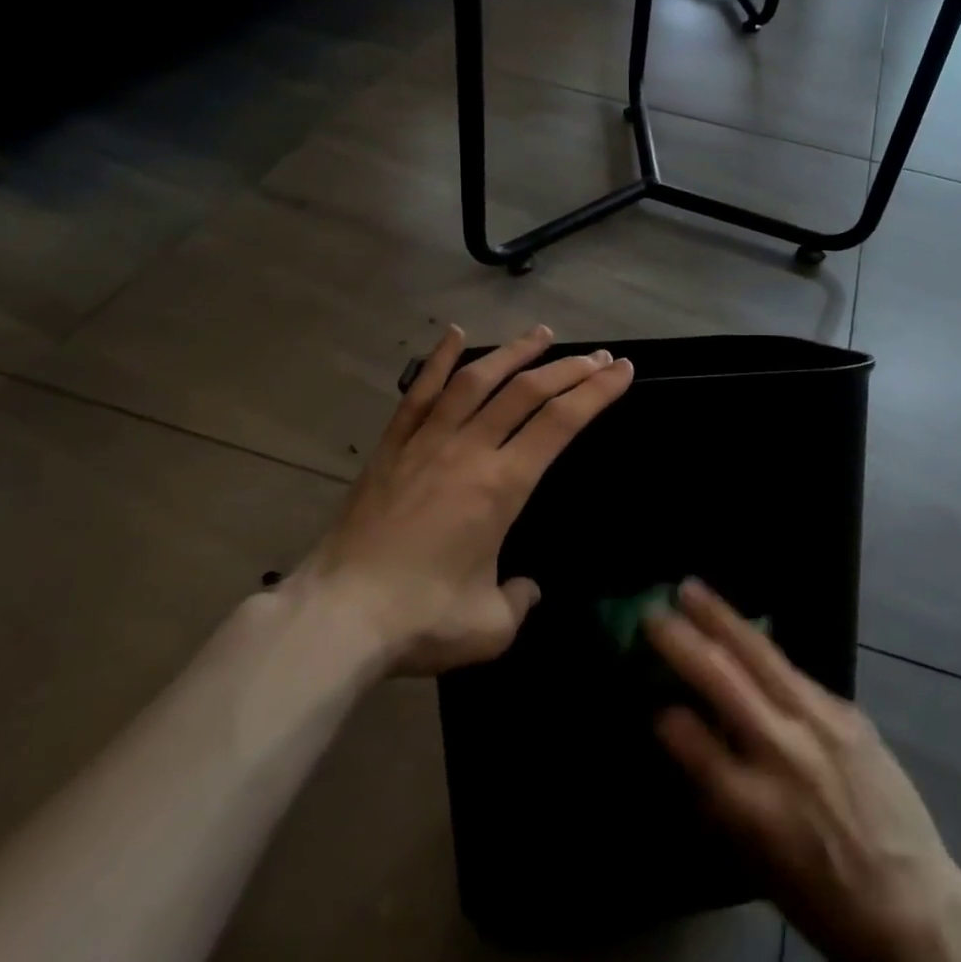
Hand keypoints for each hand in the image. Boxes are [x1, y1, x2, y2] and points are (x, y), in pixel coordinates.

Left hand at [305, 324, 632, 675]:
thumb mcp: (492, 627)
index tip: (622, 371)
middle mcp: (469, 451)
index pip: (561, 423)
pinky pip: (419, 393)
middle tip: (598, 355)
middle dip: (570, 369)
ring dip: (514, 353)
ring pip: (477, 381)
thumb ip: (521, 601)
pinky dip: (440, 360)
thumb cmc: (421, 619)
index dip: (597, 392)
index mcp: (502, 486)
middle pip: (527, 392)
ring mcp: (426, 443)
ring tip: (542, 334)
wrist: (338, 616)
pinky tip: (455, 334)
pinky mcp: (392, 448)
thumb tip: (527, 588)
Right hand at [646, 582, 960, 961]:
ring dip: (721, 618)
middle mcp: (784, 752)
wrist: (915, 907)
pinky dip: (761, 650)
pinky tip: (745, 635)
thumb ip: (717, 795)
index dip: (666, 715)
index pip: (692, 740)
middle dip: (682, 639)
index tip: (652, 699)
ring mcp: (820, 723)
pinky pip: (794, 672)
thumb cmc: (824, 903)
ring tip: (692, 589)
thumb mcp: (755, 866)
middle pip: (723, 677)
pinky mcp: (847, 711)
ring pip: (760, 654)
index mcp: (754, 804)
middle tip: (652, 612)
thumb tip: (684, 737)